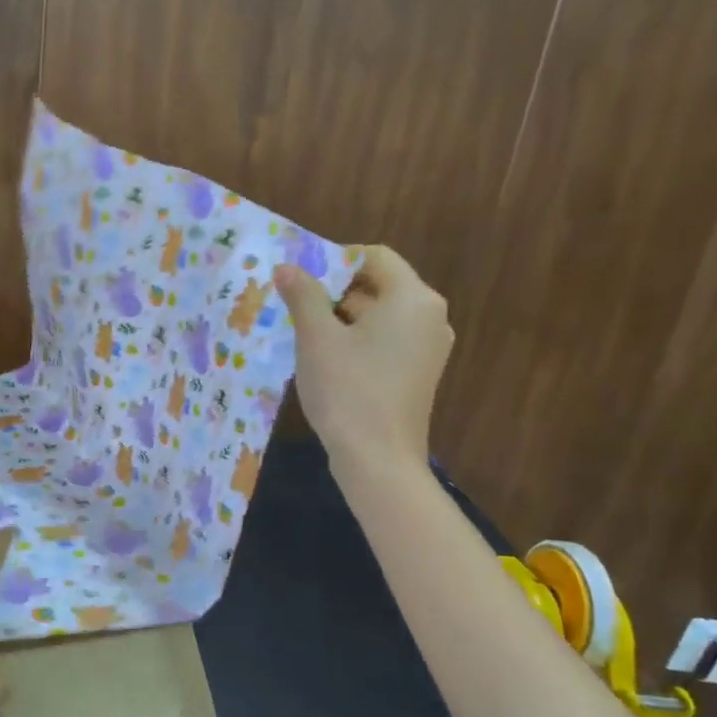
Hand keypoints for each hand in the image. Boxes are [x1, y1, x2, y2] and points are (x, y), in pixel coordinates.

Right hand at [274, 244, 453, 471]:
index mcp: (412, 298)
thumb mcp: (316, 338)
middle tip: (297, 311)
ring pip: (381, 315)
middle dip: (336, 292)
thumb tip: (286, 267)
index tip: (301, 281)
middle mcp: (430, 316)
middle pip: (379, 285)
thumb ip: (302, 295)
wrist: (378, 460)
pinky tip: (330, 362)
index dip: (335, 260)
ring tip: (307, 338)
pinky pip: (388, 340)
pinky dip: (359, 341)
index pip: (374, 256)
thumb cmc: (347, 390)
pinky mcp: (421, 372)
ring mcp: (430, 347)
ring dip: (343, 318)